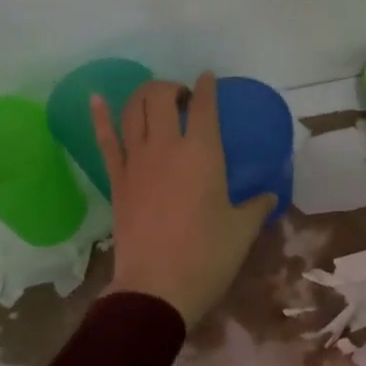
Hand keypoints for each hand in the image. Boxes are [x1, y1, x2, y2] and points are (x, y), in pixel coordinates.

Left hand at [93, 72, 277, 327]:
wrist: (157, 287)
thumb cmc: (207, 257)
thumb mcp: (242, 231)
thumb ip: (256, 206)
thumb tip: (270, 196)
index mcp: (203, 153)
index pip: (204, 106)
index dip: (206, 87)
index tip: (208, 78)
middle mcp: (167, 147)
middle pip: (161, 97)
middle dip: (171, 87)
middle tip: (182, 98)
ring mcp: (136, 161)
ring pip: (133, 110)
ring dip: (143, 95)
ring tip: (154, 98)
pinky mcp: (116, 180)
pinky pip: (105, 141)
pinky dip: (100, 117)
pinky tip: (95, 99)